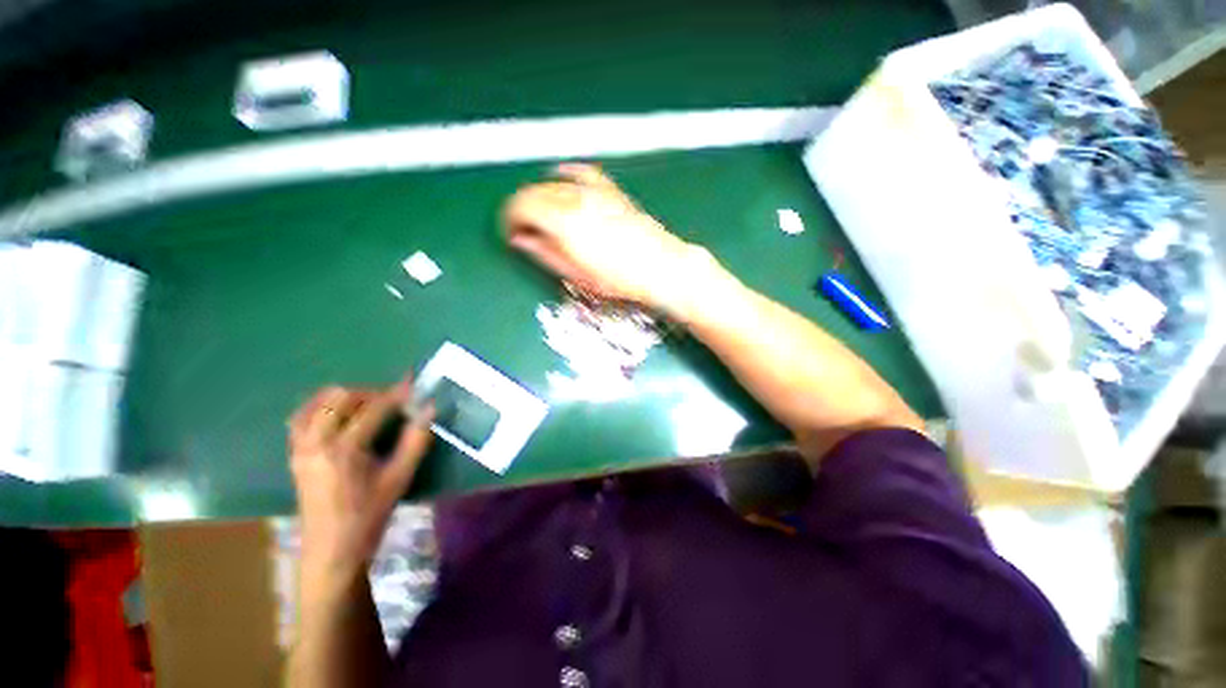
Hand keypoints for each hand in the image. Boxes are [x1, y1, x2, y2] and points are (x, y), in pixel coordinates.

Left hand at [288, 378, 433, 590]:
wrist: (331, 550)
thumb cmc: (369, 515)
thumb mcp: (399, 478)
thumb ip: (416, 440)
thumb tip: (429, 409)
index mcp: (344, 450)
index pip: (373, 408)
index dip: (396, 394)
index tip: (413, 386)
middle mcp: (316, 442)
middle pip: (340, 397)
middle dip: (370, 393)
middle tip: (392, 403)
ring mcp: (300, 447)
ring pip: (317, 403)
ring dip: (345, 398)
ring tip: (367, 407)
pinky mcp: (294, 454)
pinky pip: (302, 418)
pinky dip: (321, 408)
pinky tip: (340, 416)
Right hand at [503, 163, 716, 313]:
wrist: (661, 268)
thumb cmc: (622, 278)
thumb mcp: (576, 274)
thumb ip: (544, 254)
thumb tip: (522, 241)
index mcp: (564, 221)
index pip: (520, 207)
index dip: (510, 220)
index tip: (511, 233)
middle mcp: (576, 199)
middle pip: (534, 192)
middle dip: (522, 209)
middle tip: (524, 229)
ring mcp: (595, 192)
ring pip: (554, 184)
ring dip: (541, 197)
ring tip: (542, 215)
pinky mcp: (610, 192)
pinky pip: (583, 174)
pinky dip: (568, 176)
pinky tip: (562, 177)